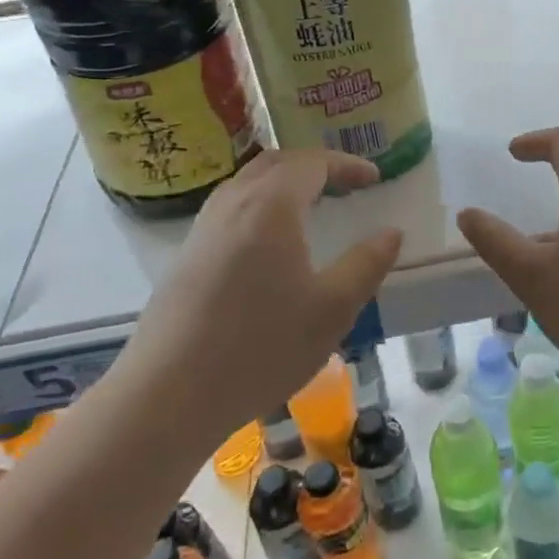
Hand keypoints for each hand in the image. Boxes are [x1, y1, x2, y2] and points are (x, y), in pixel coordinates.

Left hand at [122, 149, 402, 448]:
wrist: (167, 395)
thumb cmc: (260, 347)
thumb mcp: (331, 309)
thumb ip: (366, 264)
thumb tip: (391, 233)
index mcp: (271, 206)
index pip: (313, 163)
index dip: (347, 164)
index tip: (374, 177)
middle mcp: (233, 203)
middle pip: (276, 162)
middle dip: (315, 164)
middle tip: (345, 183)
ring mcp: (204, 228)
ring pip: (248, 182)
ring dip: (284, 181)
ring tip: (311, 204)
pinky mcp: (187, 255)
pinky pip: (230, 206)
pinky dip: (261, 202)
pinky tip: (270, 241)